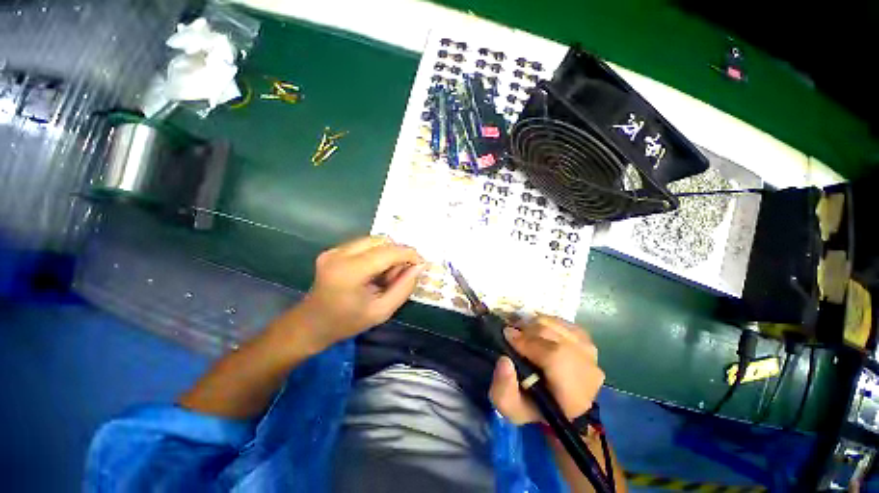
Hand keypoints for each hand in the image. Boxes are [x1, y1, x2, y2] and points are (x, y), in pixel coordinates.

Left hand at [275, 236, 424, 353]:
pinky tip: (374, 272)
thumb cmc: (347, 322)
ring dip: (387, 254)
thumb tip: (419, 267)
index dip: (408, 254)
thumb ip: (404, 288)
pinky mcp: (333, 250)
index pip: (388, 252)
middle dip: (397, 254)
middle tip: (400, 274)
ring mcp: (334, 250)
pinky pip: (364, 245)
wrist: (311, 324)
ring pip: (374, 240)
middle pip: (381, 241)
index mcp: (350, 271)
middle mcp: (340, 254)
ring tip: (386, 275)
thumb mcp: (382, 311)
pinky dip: (376, 254)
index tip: (421, 263)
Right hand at [489, 315, 604, 423]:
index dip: (527, 342)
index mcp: (572, 395)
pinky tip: (537, 333)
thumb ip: (503, 388)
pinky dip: (544, 323)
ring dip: (533, 325)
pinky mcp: (586, 339)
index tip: (506, 336)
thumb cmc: (532, 406)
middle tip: (512, 335)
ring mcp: (590, 352)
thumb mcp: (511, 407)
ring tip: (523, 335)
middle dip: (526, 331)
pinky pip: (560, 321)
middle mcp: (589, 370)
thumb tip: (504, 360)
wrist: (557, 404)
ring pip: (555, 324)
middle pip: (553, 334)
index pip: (554, 356)